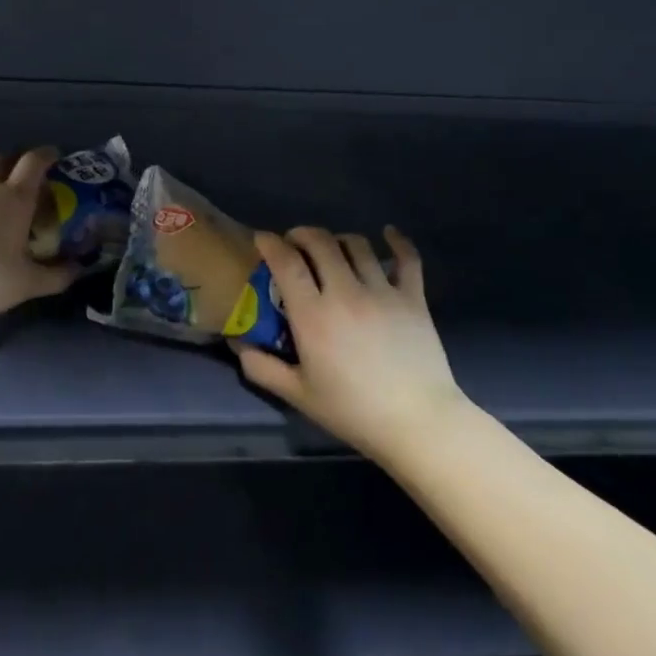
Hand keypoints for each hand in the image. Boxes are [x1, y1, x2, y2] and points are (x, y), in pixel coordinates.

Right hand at [236, 226, 466, 465]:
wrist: (417, 422)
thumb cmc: (353, 411)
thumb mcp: (298, 395)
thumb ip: (263, 368)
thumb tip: (239, 345)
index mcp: (313, 315)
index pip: (287, 263)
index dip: (271, 244)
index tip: (263, 239)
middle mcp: (345, 292)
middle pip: (321, 243)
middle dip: (302, 234)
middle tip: (295, 242)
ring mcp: (383, 291)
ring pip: (358, 245)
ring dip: (339, 239)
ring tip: (332, 248)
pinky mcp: (413, 297)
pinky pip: (407, 258)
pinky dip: (397, 241)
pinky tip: (388, 233)